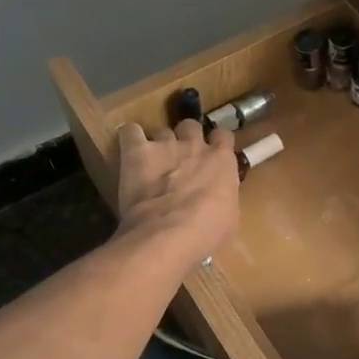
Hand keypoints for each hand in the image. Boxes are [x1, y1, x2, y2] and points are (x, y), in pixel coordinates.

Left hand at [114, 119, 239, 268]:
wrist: (170, 233)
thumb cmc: (207, 232)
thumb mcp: (229, 218)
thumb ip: (223, 198)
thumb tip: (218, 201)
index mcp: (222, 161)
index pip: (224, 135)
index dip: (217, 143)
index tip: (212, 153)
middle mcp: (195, 146)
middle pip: (192, 126)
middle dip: (186, 137)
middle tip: (181, 156)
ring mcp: (166, 146)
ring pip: (163, 130)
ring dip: (159, 142)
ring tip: (153, 160)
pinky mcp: (137, 151)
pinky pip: (130, 132)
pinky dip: (130, 137)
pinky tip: (129, 148)